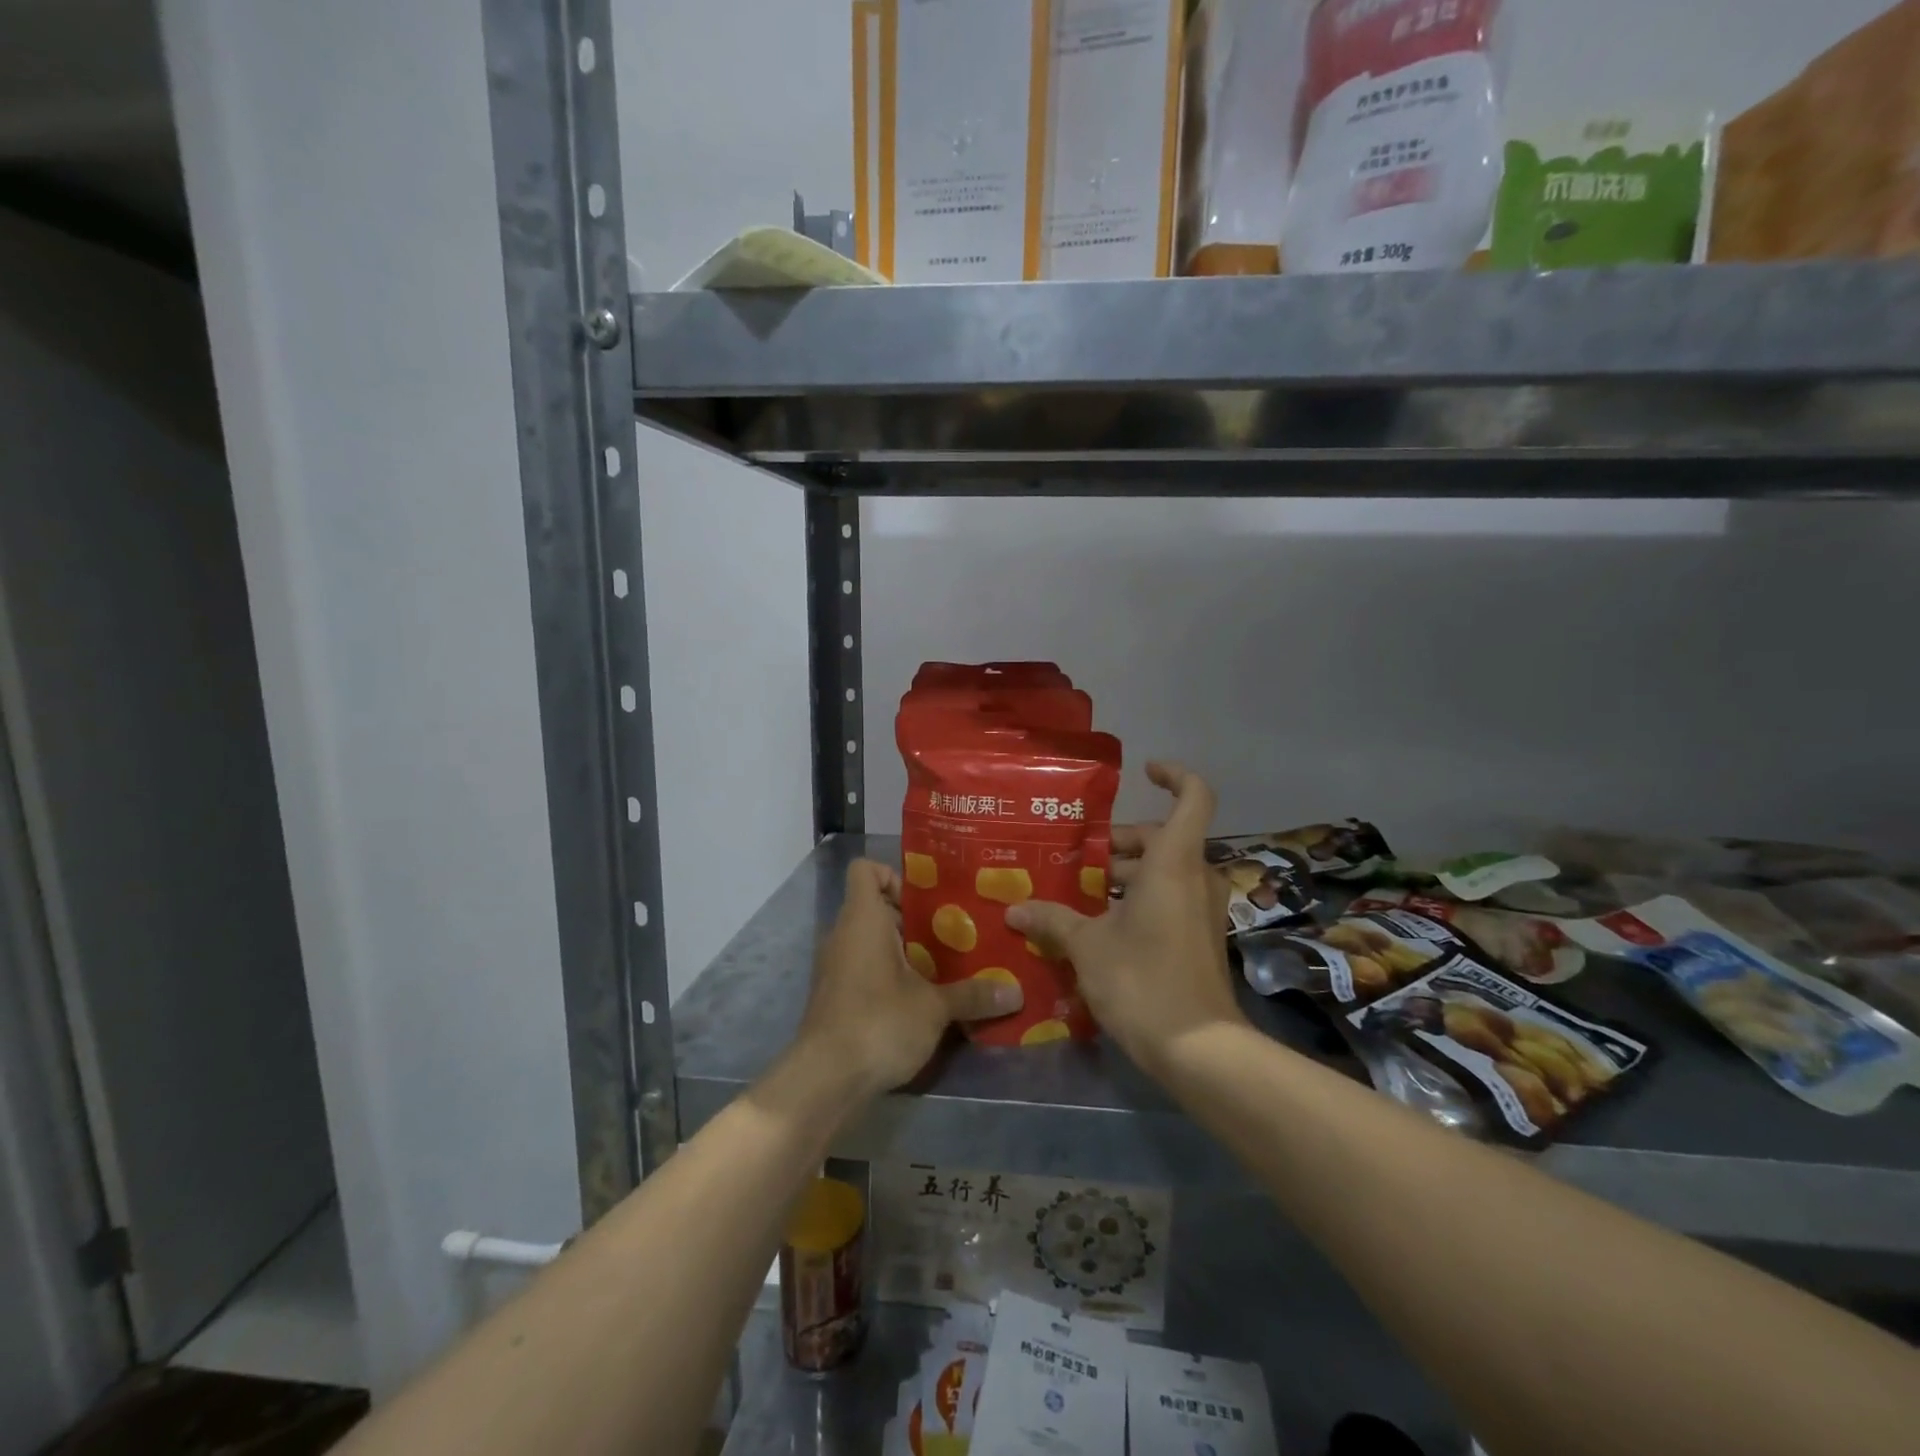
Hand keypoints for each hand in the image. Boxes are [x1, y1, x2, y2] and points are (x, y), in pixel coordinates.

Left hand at [796, 859, 1023, 1096]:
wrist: (824, 1079)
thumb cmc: (878, 1022)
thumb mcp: (934, 1008)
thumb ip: (972, 995)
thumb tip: (1015, 992)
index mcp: (862, 919)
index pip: (865, 870)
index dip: (894, 876)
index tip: (926, 902)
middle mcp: (843, 935)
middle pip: (875, 907)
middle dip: (912, 919)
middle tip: (951, 936)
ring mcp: (834, 967)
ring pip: (870, 941)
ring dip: (903, 951)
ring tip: (942, 968)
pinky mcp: (835, 997)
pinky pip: (863, 969)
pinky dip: (888, 975)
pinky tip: (918, 1000)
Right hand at [1007, 763, 1245, 1077]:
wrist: (1199, 1049)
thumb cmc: (1143, 980)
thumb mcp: (1088, 946)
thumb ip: (1052, 920)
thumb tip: (1014, 909)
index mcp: (1173, 862)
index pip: (1193, 797)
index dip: (1174, 776)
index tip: (1144, 771)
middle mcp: (1194, 877)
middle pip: (1162, 837)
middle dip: (1120, 841)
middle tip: (1077, 853)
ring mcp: (1202, 909)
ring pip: (1164, 870)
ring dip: (1125, 873)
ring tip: (1077, 889)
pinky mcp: (1200, 936)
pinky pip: (1169, 898)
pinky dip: (1138, 898)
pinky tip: (1098, 923)